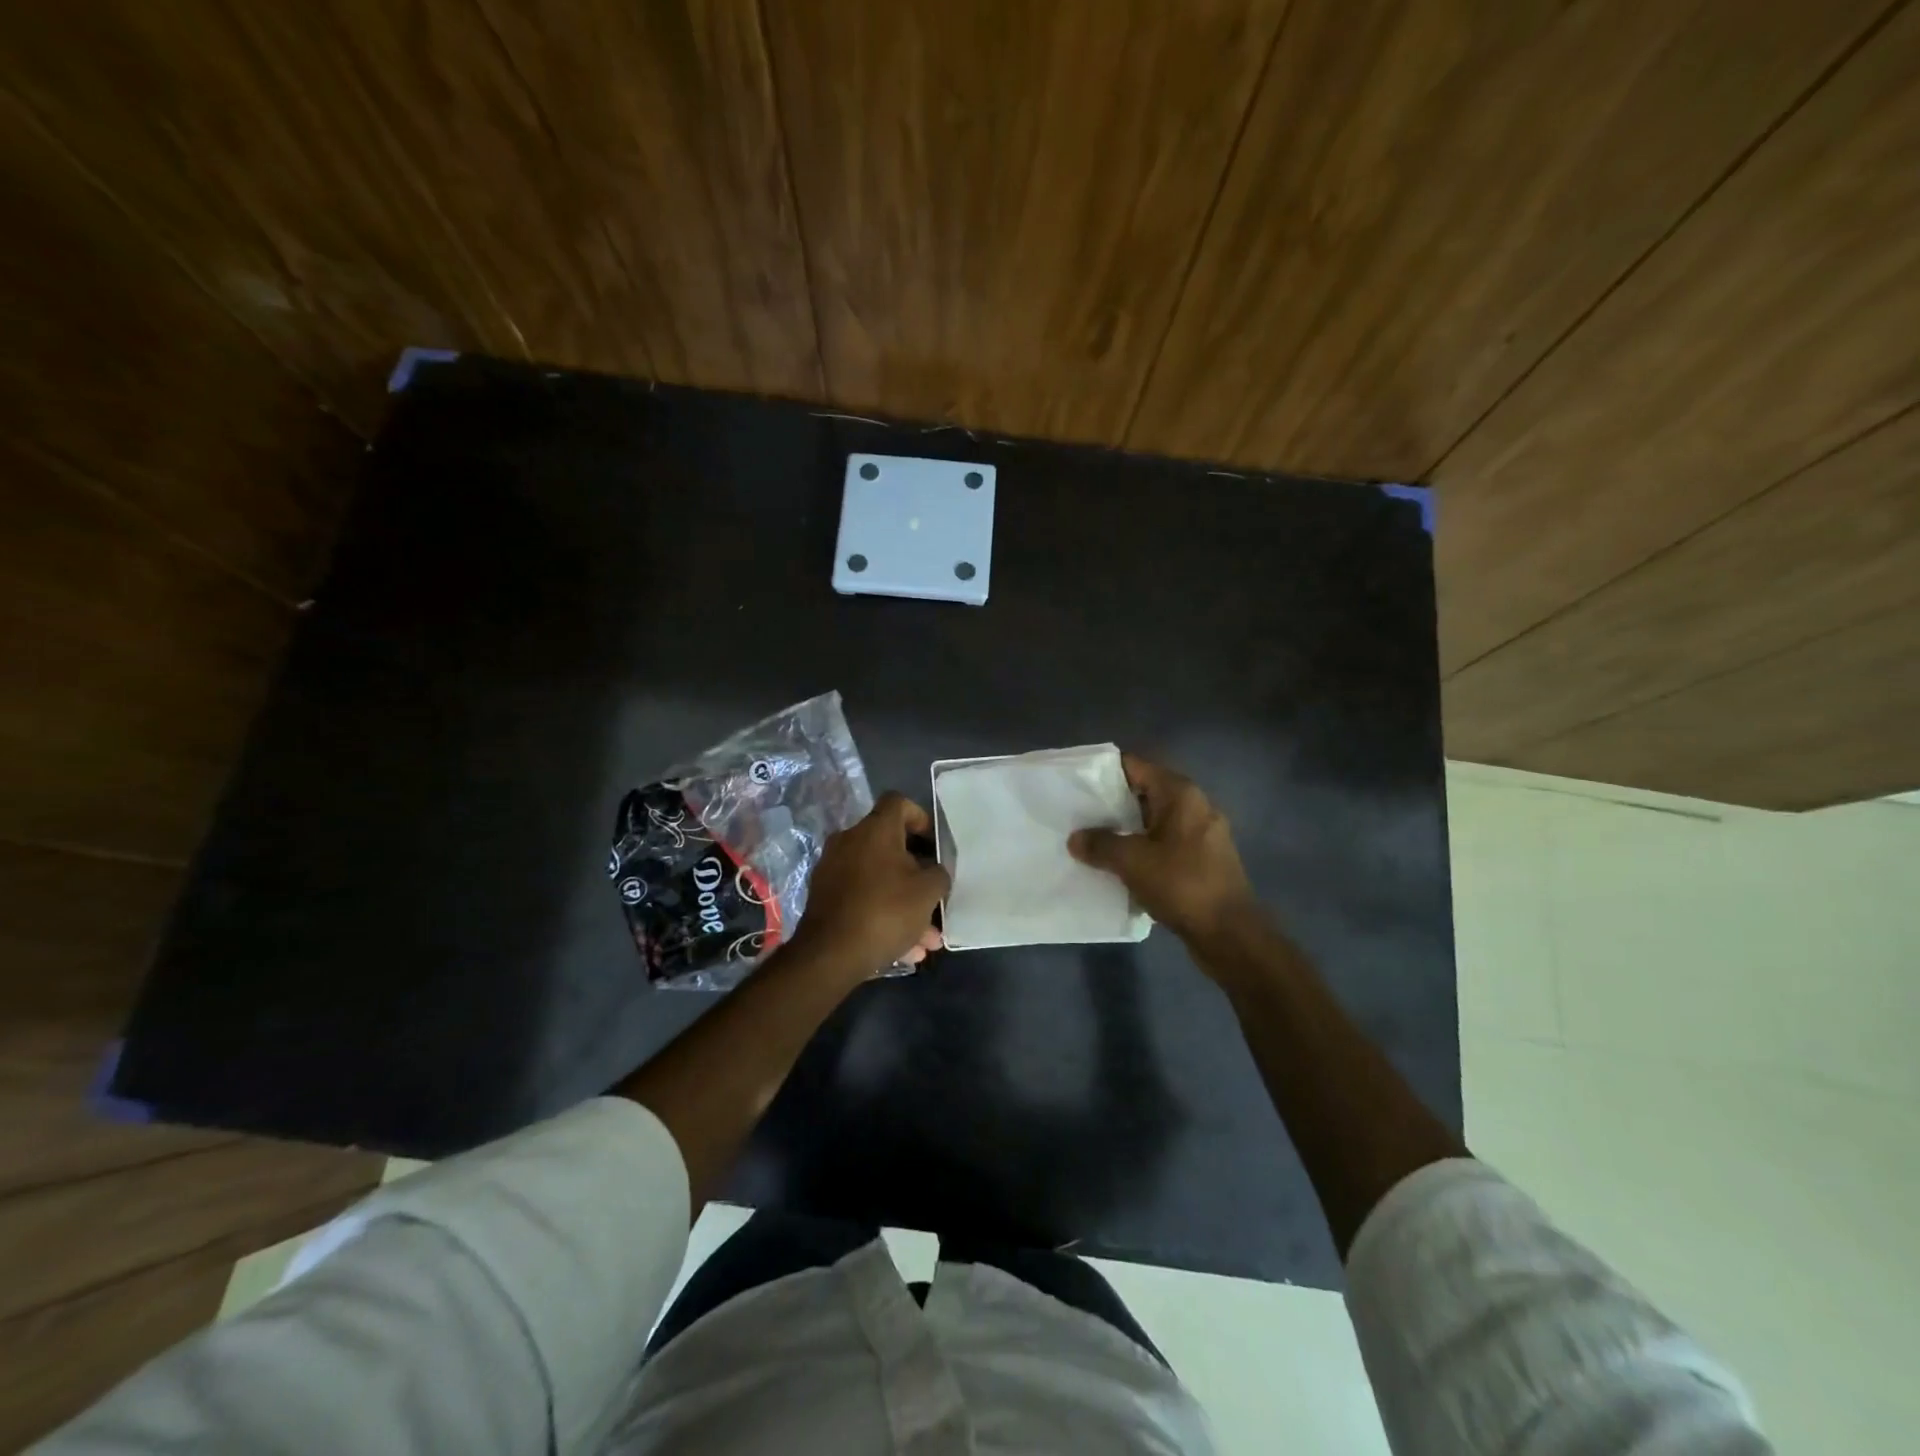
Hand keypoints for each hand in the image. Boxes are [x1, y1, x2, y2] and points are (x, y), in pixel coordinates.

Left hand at [789, 792, 948, 980]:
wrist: (830, 954)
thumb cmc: (885, 911)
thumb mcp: (928, 892)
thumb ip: (938, 873)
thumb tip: (933, 870)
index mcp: (875, 829)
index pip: (899, 802)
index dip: (920, 818)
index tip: (933, 845)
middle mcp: (850, 840)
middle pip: (890, 846)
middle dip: (917, 874)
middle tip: (934, 899)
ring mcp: (833, 868)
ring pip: (879, 879)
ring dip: (904, 903)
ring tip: (926, 939)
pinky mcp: (824, 896)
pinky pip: (863, 898)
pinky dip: (883, 915)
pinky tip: (904, 949)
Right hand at [1068, 754, 1258, 946]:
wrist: (1229, 934)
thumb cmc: (1181, 884)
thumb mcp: (1131, 861)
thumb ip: (1100, 844)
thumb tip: (1076, 839)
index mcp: (1180, 794)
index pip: (1135, 766)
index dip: (1104, 772)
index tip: (1077, 785)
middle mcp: (1195, 805)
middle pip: (1144, 792)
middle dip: (1111, 804)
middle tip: (1078, 815)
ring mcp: (1202, 834)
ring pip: (1154, 821)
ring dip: (1126, 830)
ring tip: (1093, 841)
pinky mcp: (1203, 860)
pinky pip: (1165, 843)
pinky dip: (1143, 849)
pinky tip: (1120, 865)